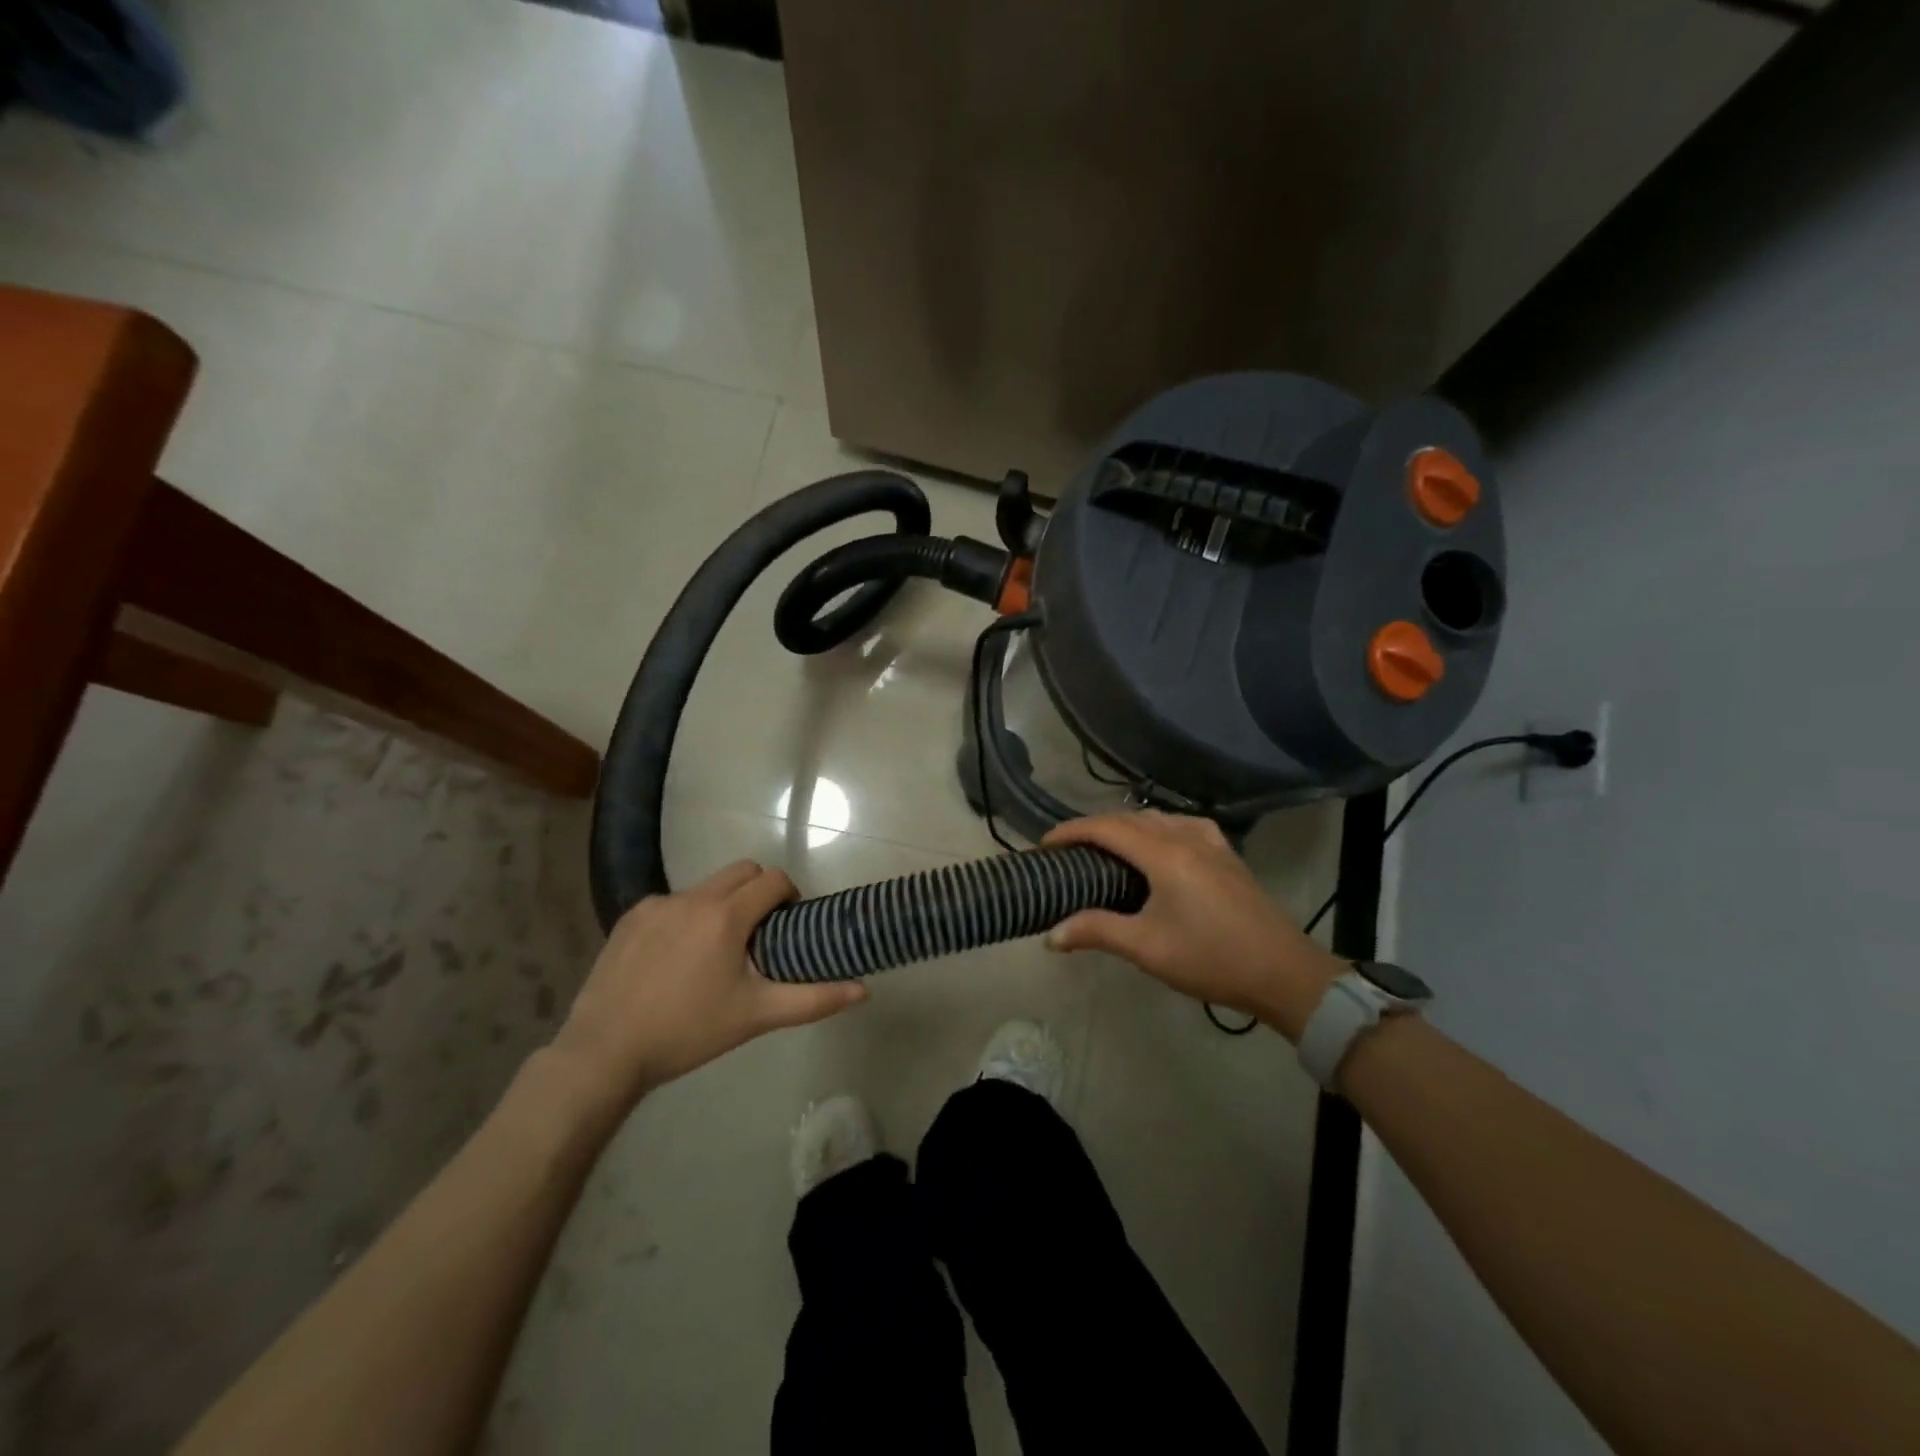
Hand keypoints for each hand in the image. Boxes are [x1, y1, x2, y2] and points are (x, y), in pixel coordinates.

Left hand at [550, 861, 865, 1106]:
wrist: (605, 1052)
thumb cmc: (689, 1032)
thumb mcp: (756, 1016)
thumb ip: (813, 999)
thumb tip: (863, 990)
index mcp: (726, 915)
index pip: (773, 880)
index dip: (790, 895)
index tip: (789, 924)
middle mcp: (693, 898)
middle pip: (742, 871)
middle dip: (759, 891)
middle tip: (759, 934)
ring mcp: (657, 904)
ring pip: (706, 887)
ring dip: (722, 905)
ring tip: (714, 952)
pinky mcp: (630, 917)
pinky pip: (672, 903)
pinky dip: (685, 918)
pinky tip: (674, 959)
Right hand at [1042, 811, 1343, 1041]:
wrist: (1283, 972)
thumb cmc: (1210, 958)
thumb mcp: (1146, 948)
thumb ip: (1096, 931)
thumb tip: (1051, 935)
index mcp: (1163, 853)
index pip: (1105, 827)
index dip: (1071, 831)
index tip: (1044, 845)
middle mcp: (1185, 836)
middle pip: (1129, 818)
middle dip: (1094, 828)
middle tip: (1069, 852)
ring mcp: (1211, 842)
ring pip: (1156, 819)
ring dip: (1125, 826)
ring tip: (1104, 849)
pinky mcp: (1226, 854)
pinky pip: (1180, 826)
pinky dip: (1155, 829)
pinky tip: (1155, 848)